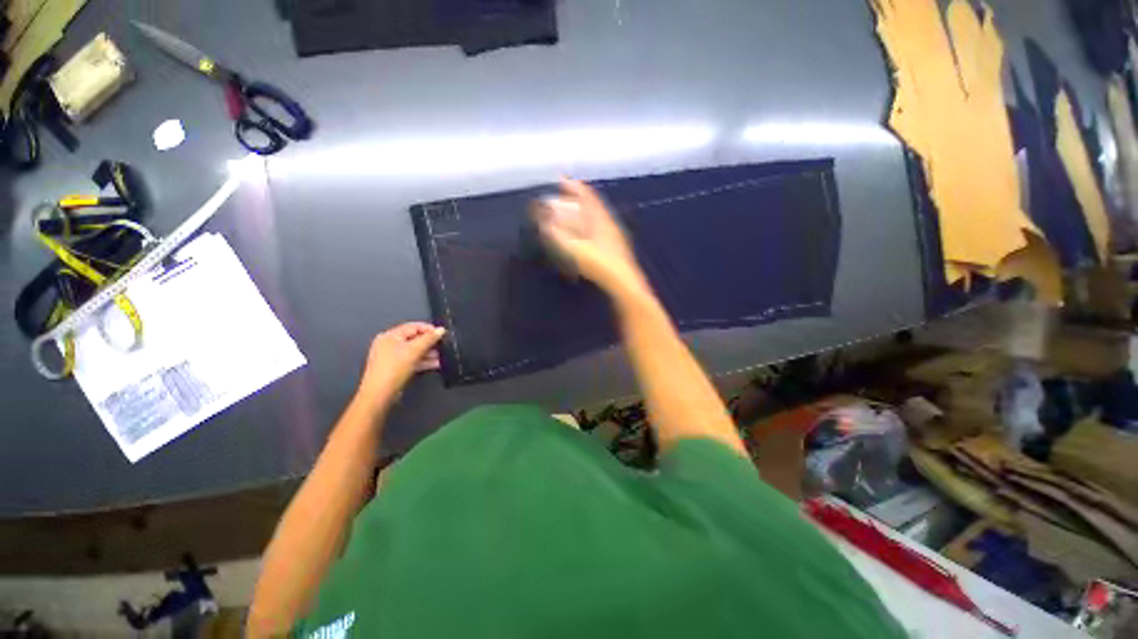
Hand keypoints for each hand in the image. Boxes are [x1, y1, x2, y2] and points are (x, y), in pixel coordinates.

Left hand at [360, 322, 445, 402]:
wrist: (380, 394)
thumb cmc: (394, 368)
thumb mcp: (414, 351)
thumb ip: (429, 339)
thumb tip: (440, 330)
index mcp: (390, 336)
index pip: (413, 326)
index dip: (429, 329)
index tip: (442, 334)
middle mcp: (389, 344)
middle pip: (414, 339)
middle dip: (430, 343)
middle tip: (443, 346)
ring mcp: (392, 357)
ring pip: (414, 351)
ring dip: (429, 353)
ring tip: (443, 357)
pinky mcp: (396, 368)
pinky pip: (412, 360)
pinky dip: (423, 361)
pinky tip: (436, 364)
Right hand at [533, 178, 649, 298]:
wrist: (623, 283)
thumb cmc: (599, 264)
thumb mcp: (575, 249)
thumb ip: (558, 235)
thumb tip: (543, 221)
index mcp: (601, 219)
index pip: (587, 196)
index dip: (573, 186)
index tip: (560, 179)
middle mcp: (608, 223)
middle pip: (591, 205)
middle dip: (575, 199)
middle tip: (561, 196)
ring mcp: (613, 235)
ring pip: (595, 217)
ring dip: (580, 213)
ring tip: (567, 214)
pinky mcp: (614, 247)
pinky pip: (597, 229)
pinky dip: (585, 227)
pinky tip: (580, 235)